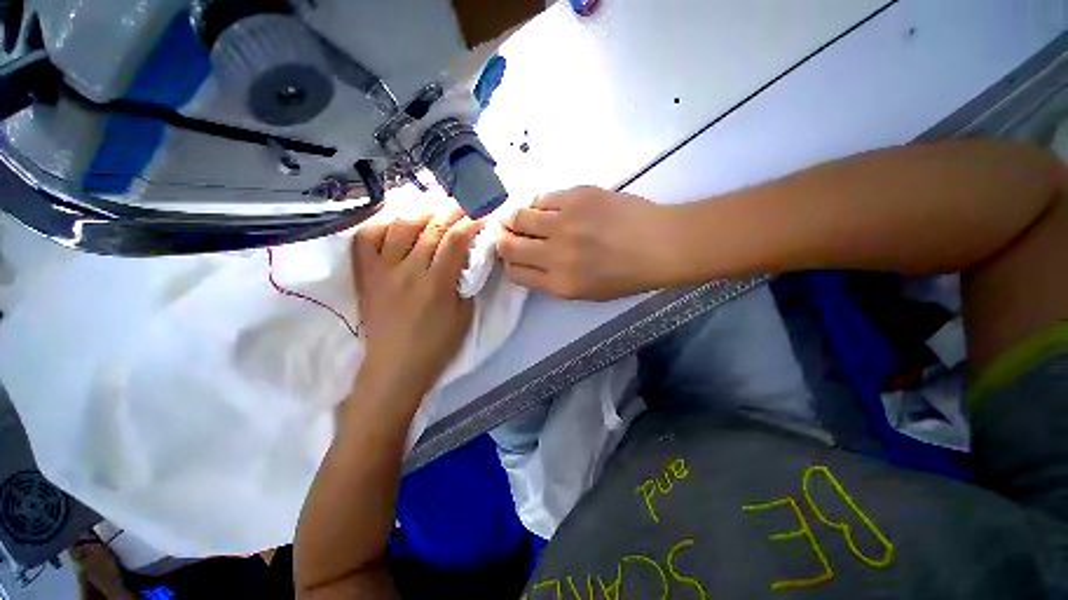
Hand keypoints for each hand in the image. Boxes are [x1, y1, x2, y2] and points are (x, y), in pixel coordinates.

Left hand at [351, 206, 483, 401]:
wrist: (395, 368)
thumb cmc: (436, 345)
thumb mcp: (464, 315)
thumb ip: (467, 282)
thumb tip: (471, 256)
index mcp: (437, 285)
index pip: (455, 240)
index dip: (471, 222)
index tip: (482, 213)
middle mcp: (408, 271)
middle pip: (431, 228)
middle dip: (452, 210)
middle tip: (464, 202)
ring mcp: (382, 271)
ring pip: (400, 226)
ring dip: (422, 211)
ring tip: (435, 208)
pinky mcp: (366, 275)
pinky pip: (368, 238)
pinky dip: (383, 223)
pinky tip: (399, 221)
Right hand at [496, 186, 671, 299]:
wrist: (660, 244)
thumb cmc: (627, 275)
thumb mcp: (586, 293)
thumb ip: (552, 281)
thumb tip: (529, 261)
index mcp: (559, 284)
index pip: (515, 272)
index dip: (509, 263)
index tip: (513, 256)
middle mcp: (555, 255)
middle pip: (508, 245)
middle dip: (503, 240)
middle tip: (509, 234)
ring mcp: (564, 223)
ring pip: (519, 217)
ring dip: (516, 219)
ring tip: (525, 218)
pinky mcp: (575, 196)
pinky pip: (541, 198)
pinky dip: (538, 203)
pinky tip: (548, 207)